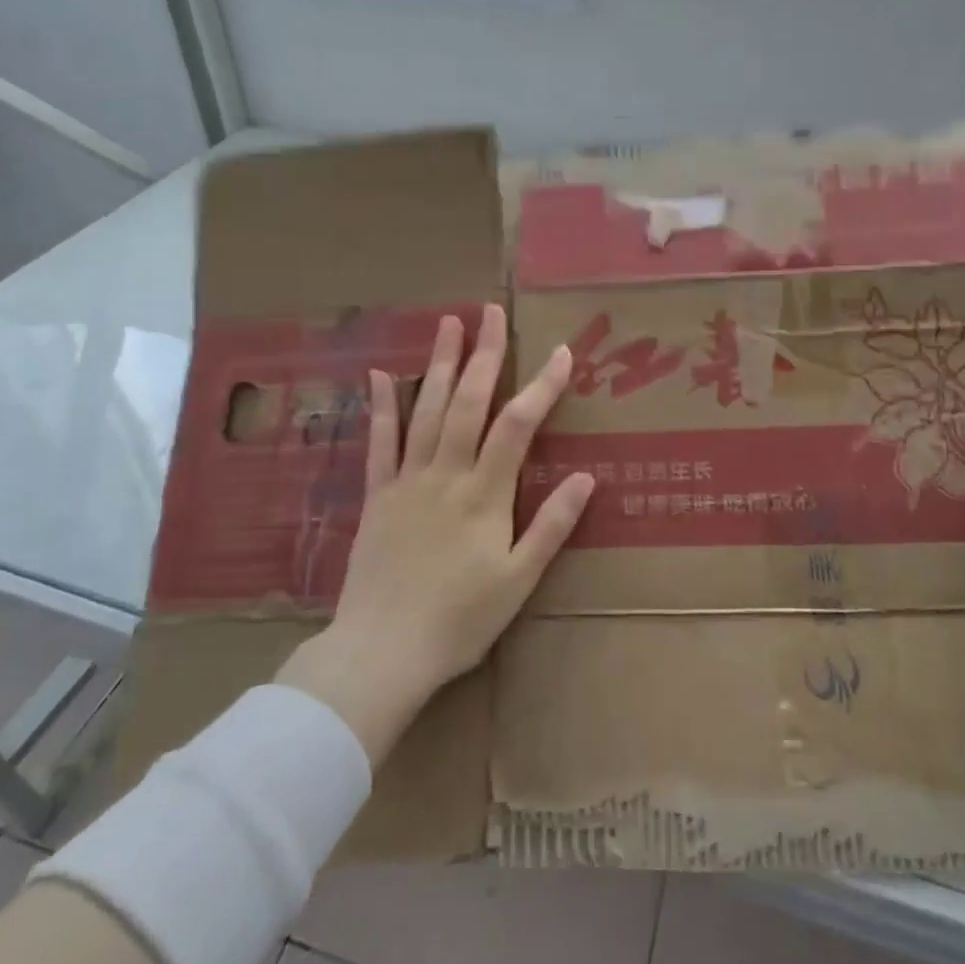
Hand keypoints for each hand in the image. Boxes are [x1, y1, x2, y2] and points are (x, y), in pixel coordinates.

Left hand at [276, 304, 593, 764]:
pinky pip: (379, 443)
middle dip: (483, 354)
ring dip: (438, 364)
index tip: (561, 352)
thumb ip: (551, 526)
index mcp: (485, 494)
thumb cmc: (460, 620)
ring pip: (426, 410)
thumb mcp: (518, 581)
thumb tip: (587, 477)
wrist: (383, 652)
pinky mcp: (377, 496)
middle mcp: (446, 474)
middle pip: (468, 402)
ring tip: (448, 323)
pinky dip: (380, 407)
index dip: (542, 385)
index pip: (518, 425)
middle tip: (491, 312)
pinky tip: (378, 376)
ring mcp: (407, 481)